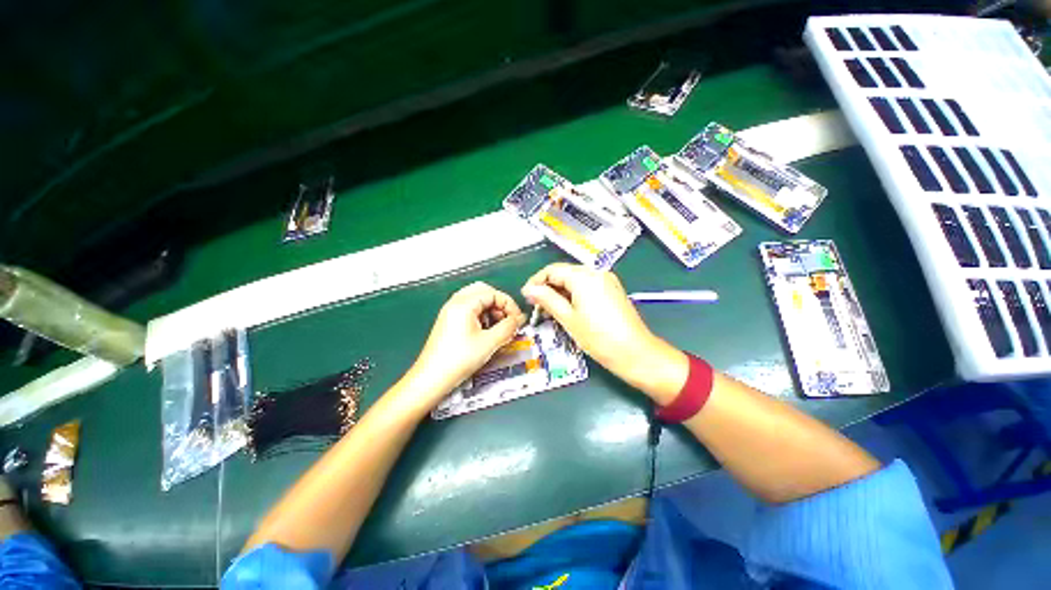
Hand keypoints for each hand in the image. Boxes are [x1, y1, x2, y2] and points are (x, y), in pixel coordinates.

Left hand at [406, 282, 525, 406]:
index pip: (493, 293)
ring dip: (491, 309)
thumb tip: (519, 320)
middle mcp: (455, 303)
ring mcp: (451, 311)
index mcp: (464, 304)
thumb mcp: (489, 343)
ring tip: (498, 327)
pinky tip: (486, 331)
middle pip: (484, 291)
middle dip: (499, 304)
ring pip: (477, 299)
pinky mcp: (449, 320)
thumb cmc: (459, 360)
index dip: (509, 305)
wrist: (432, 378)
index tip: (517, 319)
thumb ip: (508, 327)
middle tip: (508, 319)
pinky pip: (470, 309)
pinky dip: (482, 315)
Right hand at [521, 263, 687, 402]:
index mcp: (583, 276)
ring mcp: (606, 280)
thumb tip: (529, 290)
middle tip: (536, 305)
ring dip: (560, 291)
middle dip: (548, 287)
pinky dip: (574, 294)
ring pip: (575, 280)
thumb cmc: (598, 337)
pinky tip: (567, 309)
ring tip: (549, 310)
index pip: (552, 270)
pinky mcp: (612, 290)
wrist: (635, 352)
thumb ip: (547, 300)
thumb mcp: (568, 318)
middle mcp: (596, 272)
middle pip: (564, 273)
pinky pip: (587, 286)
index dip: (536, 282)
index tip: (526, 296)